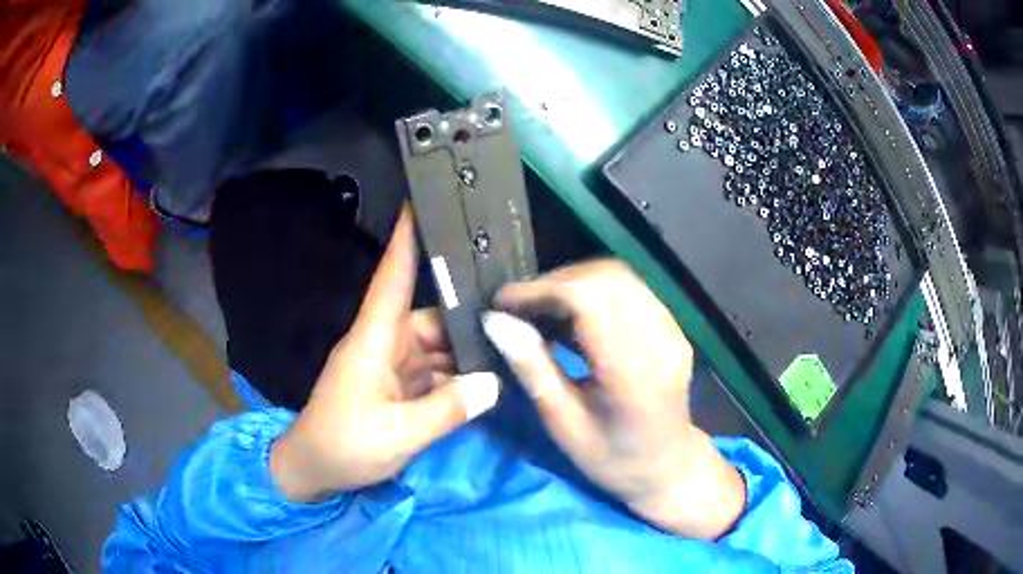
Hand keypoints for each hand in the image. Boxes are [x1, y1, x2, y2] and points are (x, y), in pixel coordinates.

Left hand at [270, 206, 499, 501]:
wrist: (311, 471)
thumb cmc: (343, 447)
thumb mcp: (398, 435)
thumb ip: (447, 409)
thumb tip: (493, 383)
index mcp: (372, 340)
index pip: (392, 278)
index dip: (405, 240)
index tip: (421, 202)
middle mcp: (382, 344)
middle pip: (430, 318)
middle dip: (467, 319)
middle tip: (514, 316)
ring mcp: (388, 366)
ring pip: (434, 345)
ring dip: (464, 353)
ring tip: (508, 352)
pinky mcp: (393, 386)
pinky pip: (431, 370)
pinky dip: (454, 376)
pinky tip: (483, 383)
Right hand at [483, 260, 744, 538]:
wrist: (668, 467)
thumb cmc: (613, 460)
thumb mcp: (564, 425)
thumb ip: (533, 369)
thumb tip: (496, 321)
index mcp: (634, 373)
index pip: (589, 300)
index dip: (542, 290)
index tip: (504, 301)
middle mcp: (660, 341)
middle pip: (605, 278)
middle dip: (554, 282)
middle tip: (519, 306)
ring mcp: (672, 331)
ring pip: (619, 277)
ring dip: (573, 282)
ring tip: (540, 308)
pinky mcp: (672, 328)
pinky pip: (630, 290)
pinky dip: (594, 291)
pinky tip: (571, 314)